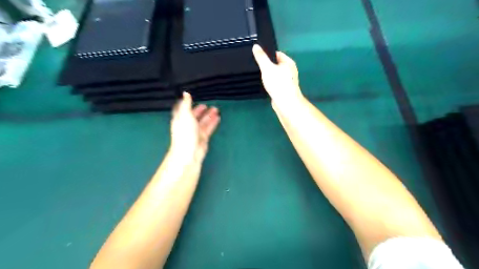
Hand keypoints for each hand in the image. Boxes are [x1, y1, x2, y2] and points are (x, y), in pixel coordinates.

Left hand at [170, 93, 220, 161]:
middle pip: (194, 115)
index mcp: (180, 119)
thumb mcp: (185, 115)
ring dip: (209, 115)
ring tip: (216, 109)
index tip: (192, 98)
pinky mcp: (203, 137)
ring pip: (203, 121)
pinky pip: (209, 128)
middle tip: (208, 104)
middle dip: (200, 110)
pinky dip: (213, 123)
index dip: (187, 104)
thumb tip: (185, 93)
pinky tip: (218, 118)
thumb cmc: (185, 132)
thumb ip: (186, 104)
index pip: (183, 109)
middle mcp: (188, 125)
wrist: (189, 152)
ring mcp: (196, 131)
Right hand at [252, 44, 300, 105]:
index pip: (277, 54)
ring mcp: (288, 81)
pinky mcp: (284, 90)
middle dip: (267, 66)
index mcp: (288, 62)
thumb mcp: (267, 67)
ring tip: (259, 77)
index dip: (267, 54)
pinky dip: (270, 84)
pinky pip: (275, 83)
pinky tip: (264, 86)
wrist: (285, 102)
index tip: (258, 57)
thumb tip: (256, 46)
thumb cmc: (278, 83)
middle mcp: (290, 70)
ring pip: (275, 75)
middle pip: (276, 65)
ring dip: (268, 76)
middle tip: (257, 67)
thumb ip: (261, 57)